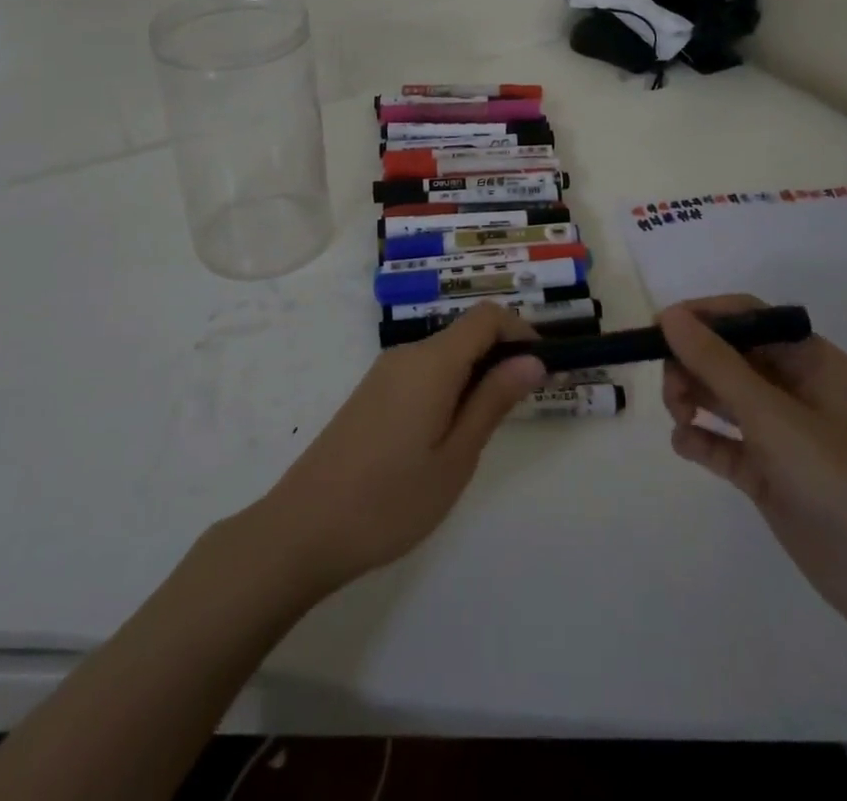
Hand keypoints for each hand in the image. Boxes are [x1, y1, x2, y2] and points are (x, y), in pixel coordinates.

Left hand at [255, 303, 545, 593]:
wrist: (302, 529)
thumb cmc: (390, 500)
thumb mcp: (455, 457)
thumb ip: (493, 401)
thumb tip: (533, 360)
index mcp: (432, 362)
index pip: (486, 317)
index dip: (521, 331)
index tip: (543, 368)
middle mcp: (407, 355)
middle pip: (466, 334)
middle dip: (501, 357)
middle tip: (522, 408)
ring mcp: (384, 374)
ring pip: (444, 355)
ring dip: (475, 376)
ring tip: (484, 431)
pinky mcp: (371, 395)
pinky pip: (422, 374)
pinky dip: (448, 388)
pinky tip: (446, 436)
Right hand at [660, 295, 846, 640]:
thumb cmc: (840, 479)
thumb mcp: (773, 415)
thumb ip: (717, 364)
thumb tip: (670, 315)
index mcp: (810, 361)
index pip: (747, 317)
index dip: (702, 317)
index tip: (658, 329)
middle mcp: (795, 389)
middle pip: (729, 356)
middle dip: (693, 364)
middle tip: (670, 389)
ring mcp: (782, 433)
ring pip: (722, 397)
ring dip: (692, 398)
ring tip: (678, 417)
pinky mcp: (770, 473)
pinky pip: (725, 443)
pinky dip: (702, 439)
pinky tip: (685, 444)